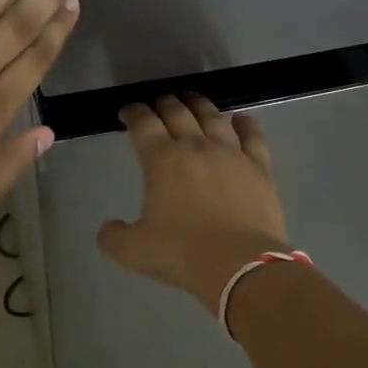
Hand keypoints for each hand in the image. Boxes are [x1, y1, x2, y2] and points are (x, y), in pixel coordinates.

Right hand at [97, 95, 289, 308]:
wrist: (240, 265)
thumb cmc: (182, 253)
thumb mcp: (133, 252)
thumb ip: (113, 237)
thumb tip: (108, 228)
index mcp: (162, 160)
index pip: (143, 123)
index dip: (133, 113)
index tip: (127, 112)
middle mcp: (196, 146)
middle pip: (177, 112)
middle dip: (163, 104)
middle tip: (157, 104)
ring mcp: (231, 154)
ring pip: (213, 117)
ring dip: (199, 105)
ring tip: (192, 101)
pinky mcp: (259, 168)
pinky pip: (252, 136)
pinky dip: (244, 124)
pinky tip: (240, 119)